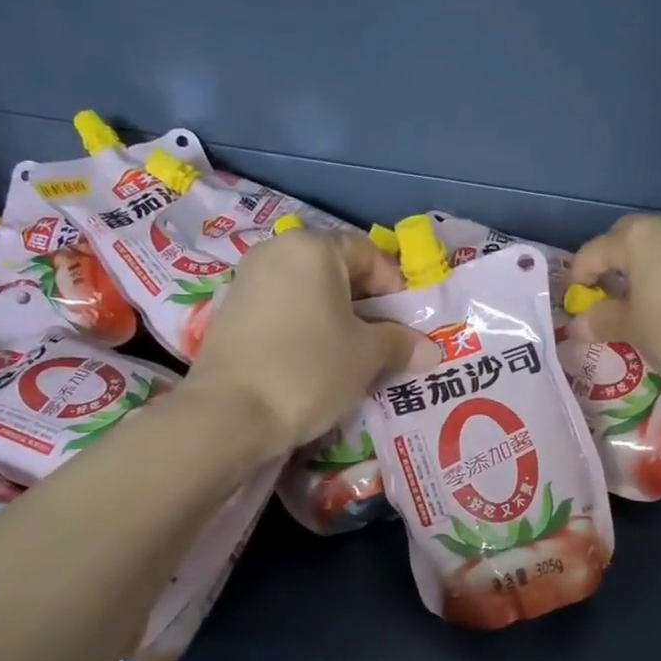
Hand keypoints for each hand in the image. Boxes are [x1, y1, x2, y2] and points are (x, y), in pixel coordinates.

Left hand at [184, 228, 433, 454]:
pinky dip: (307, 330)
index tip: (406, 324)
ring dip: (338, 320)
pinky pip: (284, 312)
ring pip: (309, 294)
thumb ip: (400, 343)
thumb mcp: (366, 356)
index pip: (368, 252)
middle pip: (336, 270)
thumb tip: (430, 349)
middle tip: (385, 343)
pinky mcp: (231, 314)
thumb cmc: (309, 369)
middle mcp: (276, 252)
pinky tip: (316, 364)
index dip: (394, 287)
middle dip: (367, 305)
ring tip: (353, 358)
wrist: (230, 414)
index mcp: (313, 247)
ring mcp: (248, 281)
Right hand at [567, 214, 660, 375]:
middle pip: (625, 241)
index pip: (591, 253)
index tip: (575, 307)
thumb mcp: (634, 329)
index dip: (576, 281)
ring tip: (642, 305)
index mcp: (635, 238)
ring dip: (643, 272)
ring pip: (657, 249)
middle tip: (607, 298)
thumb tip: (576, 324)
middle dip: (610, 267)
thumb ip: (602, 323)